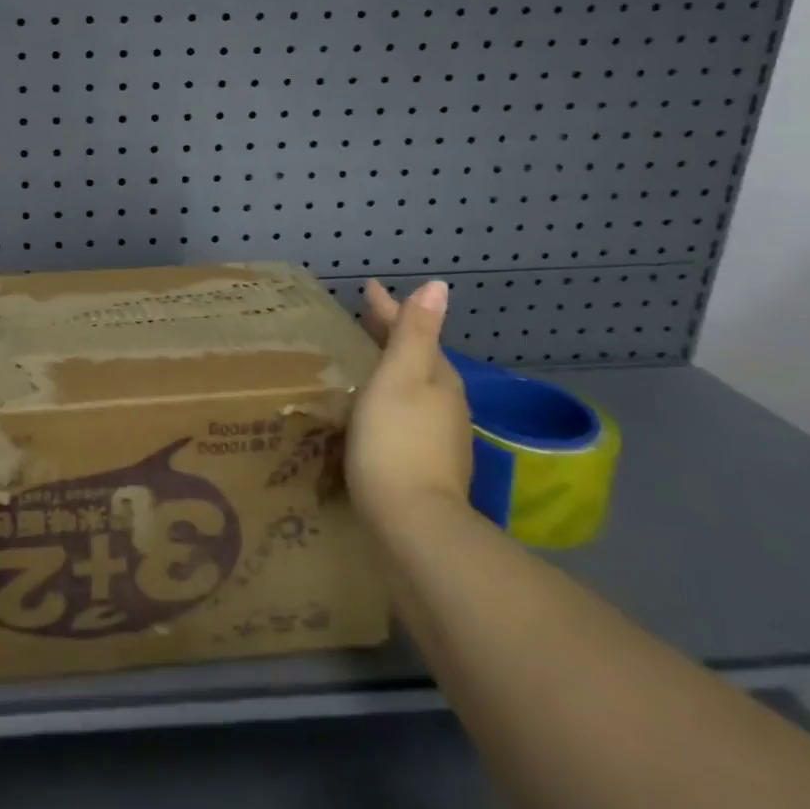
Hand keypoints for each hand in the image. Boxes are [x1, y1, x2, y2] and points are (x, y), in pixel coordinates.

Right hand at [347, 280, 474, 533]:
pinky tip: (376, 410)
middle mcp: (447, 403)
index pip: (413, 330)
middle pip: (418, 358)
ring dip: (393, 369)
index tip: (368, 287)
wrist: (414, 523)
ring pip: (416, 388)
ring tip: (365, 361)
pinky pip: (410, 415)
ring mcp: (442, 437)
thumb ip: (415, 333)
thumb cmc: (397, 440)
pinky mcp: (430, 465)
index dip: (389, 308)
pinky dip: (393, 400)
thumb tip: (439, 286)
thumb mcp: (400, 377)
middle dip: (392, 336)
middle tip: (362, 320)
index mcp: (438, 377)